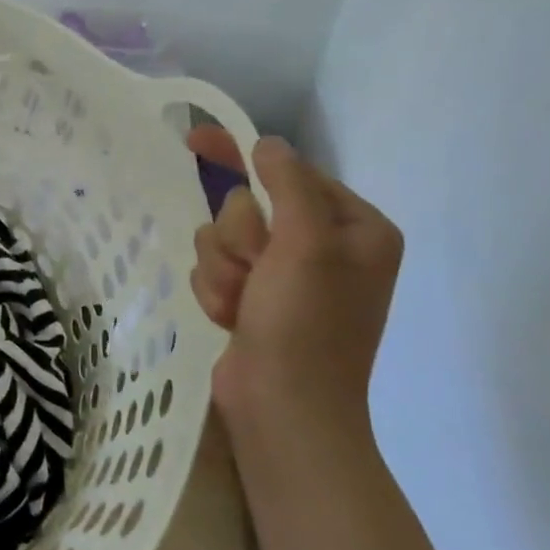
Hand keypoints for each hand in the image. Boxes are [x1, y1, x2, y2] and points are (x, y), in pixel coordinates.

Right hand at [188, 128, 403, 442]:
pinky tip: (232, 320)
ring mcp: (286, 277)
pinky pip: (215, 271)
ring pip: (222, 240)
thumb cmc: (305, 325)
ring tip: (242, 306)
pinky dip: (216, 294)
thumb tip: (267, 145)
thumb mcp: (306, 245)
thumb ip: (288, 184)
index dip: (244, 159)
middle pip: (247, 208)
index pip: (290, 173)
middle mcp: (324, 247)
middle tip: (256, 273)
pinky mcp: (255, 300)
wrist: (283, 409)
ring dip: (223, 271)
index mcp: (354, 228)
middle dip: (238, 241)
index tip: (195, 140)